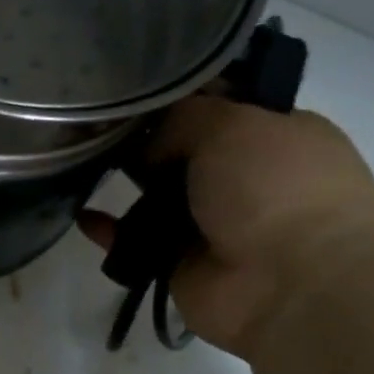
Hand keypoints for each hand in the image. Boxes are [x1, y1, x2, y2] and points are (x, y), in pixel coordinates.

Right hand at [80, 98, 373, 357]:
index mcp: (278, 136)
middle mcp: (248, 179)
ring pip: (158, 197)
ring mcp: (215, 225)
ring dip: (125, 185)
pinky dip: (111, 232)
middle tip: (100, 127)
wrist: (291, 282)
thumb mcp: (231, 124)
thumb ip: (182, 118)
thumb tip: (148, 147)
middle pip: (184, 152)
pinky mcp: (182, 264)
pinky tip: (83, 217)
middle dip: (146, 142)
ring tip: (83, 166)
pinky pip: (137, 242)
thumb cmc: (274, 187)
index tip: (136, 91)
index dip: (182, 99)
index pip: (224, 108)